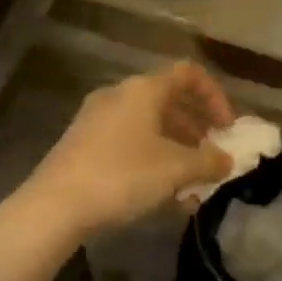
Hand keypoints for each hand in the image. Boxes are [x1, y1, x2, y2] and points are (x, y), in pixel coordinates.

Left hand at [23, 63, 235, 238]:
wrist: (54, 206)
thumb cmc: (122, 175)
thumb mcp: (175, 169)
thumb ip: (208, 161)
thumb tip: (226, 160)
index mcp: (143, 89)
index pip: (189, 74)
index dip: (215, 97)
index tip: (227, 128)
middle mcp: (119, 95)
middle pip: (169, 101)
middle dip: (197, 128)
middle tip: (212, 155)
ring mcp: (97, 120)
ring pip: (149, 126)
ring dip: (176, 149)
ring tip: (192, 183)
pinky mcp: (84, 145)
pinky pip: (129, 143)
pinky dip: (152, 160)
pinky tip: (162, 195)